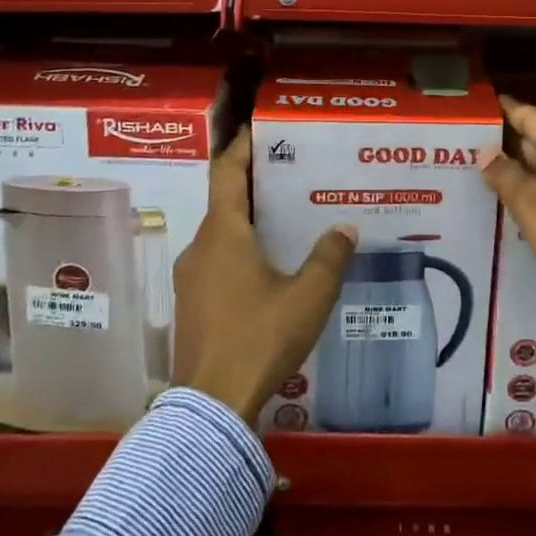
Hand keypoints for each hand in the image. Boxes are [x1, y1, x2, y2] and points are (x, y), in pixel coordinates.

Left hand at [173, 128, 357, 423]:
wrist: (211, 407)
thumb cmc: (259, 337)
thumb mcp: (307, 297)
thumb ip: (329, 258)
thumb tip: (345, 228)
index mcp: (224, 234)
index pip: (226, 173)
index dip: (240, 147)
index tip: (254, 128)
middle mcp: (200, 247)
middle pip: (224, 202)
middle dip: (252, 185)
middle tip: (287, 174)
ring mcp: (191, 278)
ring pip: (220, 234)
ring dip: (247, 221)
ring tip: (283, 219)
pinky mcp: (191, 305)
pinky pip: (216, 261)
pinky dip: (239, 250)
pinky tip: (266, 267)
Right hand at [481, 96, 535, 328]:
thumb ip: (507, 176)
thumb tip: (485, 153)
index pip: (532, 117)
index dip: (503, 110)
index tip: (473, 105)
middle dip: (502, 144)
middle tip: (459, 143)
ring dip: (511, 174)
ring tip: (468, 170)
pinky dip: (526, 198)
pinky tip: (497, 203)